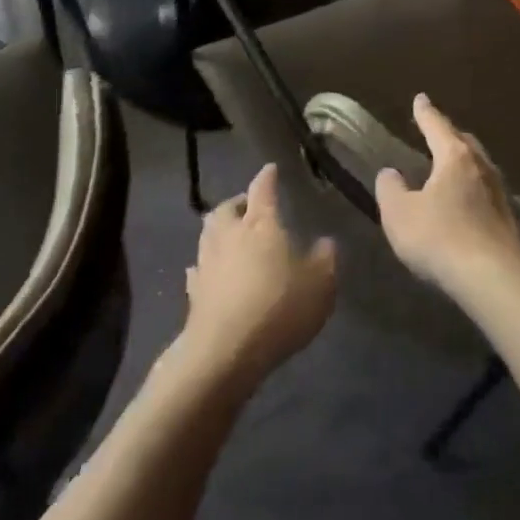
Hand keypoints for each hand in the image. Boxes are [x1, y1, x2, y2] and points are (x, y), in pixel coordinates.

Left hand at [180, 164, 336, 385]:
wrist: (226, 351)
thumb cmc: (279, 308)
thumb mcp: (320, 284)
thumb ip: (325, 259)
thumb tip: (325, 241)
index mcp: (261, 224)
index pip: (263, 189)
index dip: (268, 177)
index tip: (271, 168)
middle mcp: (230, 235)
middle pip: (227, 208)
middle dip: (238, 202)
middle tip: (248, 205)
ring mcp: (207, 262)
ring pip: (209, 233)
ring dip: (220, 228)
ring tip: (231, 233)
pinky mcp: (194, 291)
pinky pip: (199, 267)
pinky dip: (206, 263)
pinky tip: (211, 269)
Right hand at [374, 94, 519, 294]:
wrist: (494, 276)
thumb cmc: (440, 237)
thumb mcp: (399, 214)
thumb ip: (390, 189)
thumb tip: (391, 173)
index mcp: (455, 157)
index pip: (437, 126)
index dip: (425, 113)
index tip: (420, 99)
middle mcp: (481, 167)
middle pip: (464, 142)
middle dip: (449, 135)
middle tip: (437, 133)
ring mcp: (500, 193)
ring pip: (479, 166)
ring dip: (464, 162)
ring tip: (450, 166)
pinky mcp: (509, 219)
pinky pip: (486, 191)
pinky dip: (472, 188)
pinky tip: (466, 201)